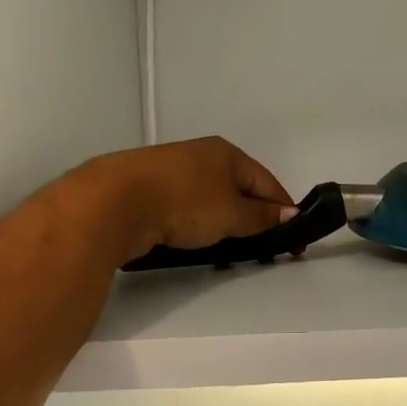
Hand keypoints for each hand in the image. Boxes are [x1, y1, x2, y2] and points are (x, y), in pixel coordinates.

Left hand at [69, 137, 295, 264]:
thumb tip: (289, 213)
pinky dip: (198, 225)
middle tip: (262, 249)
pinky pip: (187, 209)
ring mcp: (172, 171)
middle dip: (254, 218)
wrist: (112, 201)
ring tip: (229, 252)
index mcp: (226, 153)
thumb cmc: (183, 202)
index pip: (267, 182)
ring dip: (225, 224)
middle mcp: (201, 156)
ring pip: (211, 200)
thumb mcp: (231, 213)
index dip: (283, 210)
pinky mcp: (149, 190)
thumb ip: (261, 216)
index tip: (294, 240)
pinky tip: (195, 243)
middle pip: (239, 189)